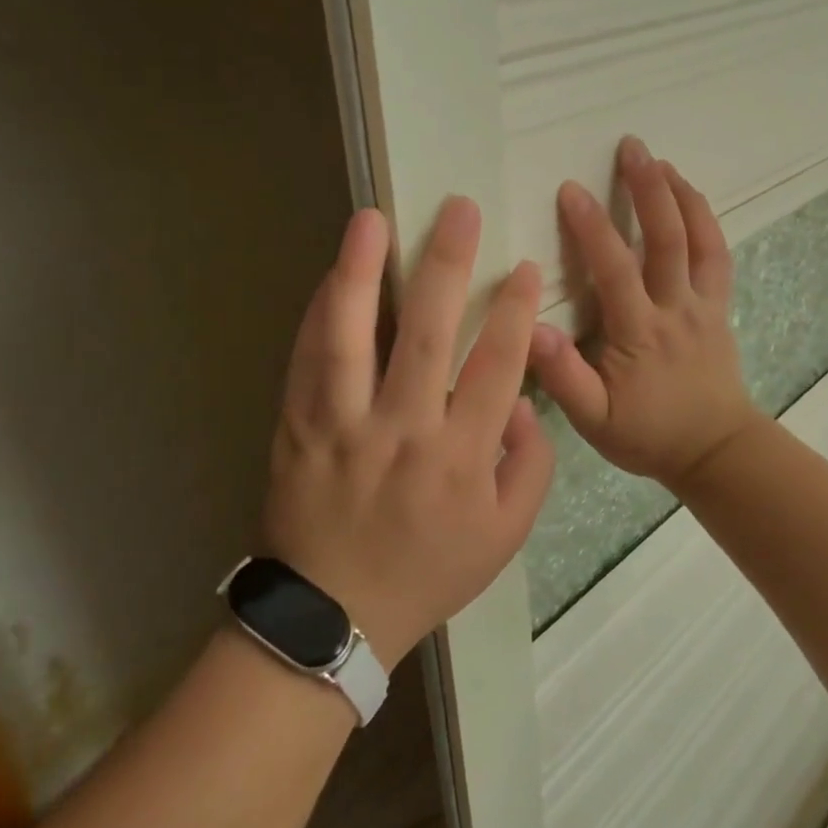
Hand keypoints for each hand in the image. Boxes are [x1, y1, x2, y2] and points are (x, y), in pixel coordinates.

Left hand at [263, 199, 553, 667]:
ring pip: (352, 338)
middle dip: (449, 266)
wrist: (333, 617)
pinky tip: (333, 273)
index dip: (515, 311)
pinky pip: (307, 361)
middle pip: (429, 335)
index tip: (524, 267)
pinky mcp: (298, 428)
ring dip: (364, 272)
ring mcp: (343, 427)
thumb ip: (529, 462)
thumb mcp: (506, 534)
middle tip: (459, 210)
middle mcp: (403, 432)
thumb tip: (518, 397)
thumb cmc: (430, 570)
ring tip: (371, 220)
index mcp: (461, 458)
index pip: (497, 366)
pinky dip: (320, 313)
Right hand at [530, 137, 760, 493]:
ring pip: (699, 240)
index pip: (614, 269)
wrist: (714, 450)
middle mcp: (675, 309)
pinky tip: (692, 197)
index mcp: (639, 333)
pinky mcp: (719, 307)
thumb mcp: (594, 420)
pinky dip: (706, 221)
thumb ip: (563, 377)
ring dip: (681, 195)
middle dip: (647, 189)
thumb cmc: (647, 434)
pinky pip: (718, 256)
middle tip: (631, 147)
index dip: (591, 227)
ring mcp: (703, 305)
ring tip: (661, 160)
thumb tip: (532, 329)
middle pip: (666, 239)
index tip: (569, 188)